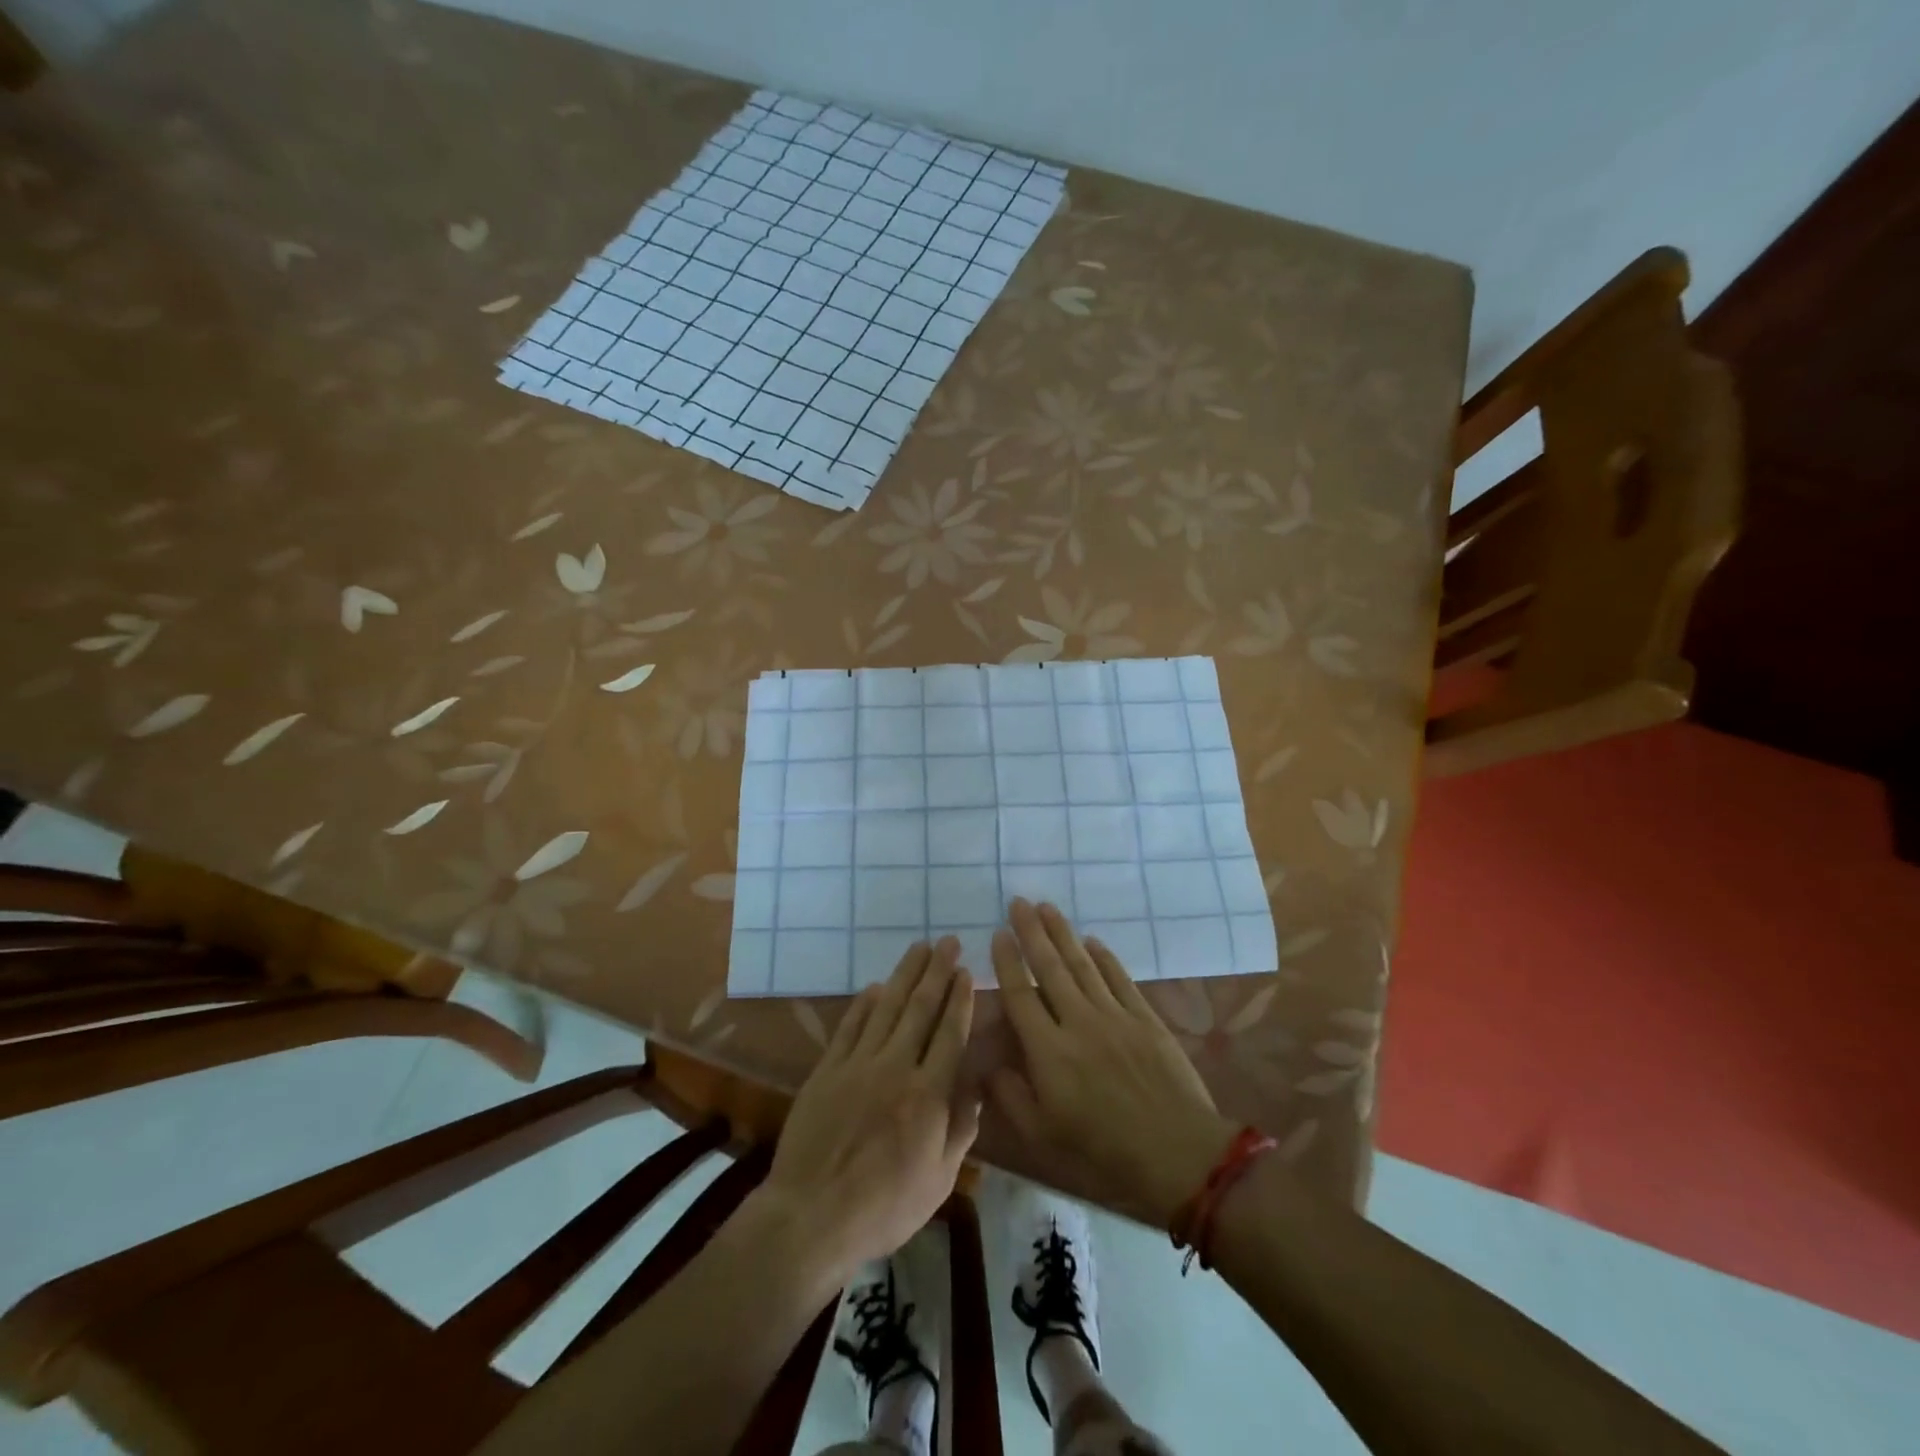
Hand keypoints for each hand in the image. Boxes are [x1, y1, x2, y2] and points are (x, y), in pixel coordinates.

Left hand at [754, 938, 978, 1283]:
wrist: (811, 1216)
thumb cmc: (884, 1207)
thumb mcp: (938, 1180)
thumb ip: (960, 1129)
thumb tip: (976, 1087)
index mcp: (928, 1095)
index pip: (949, 1034)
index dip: (959, 999)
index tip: (966, 971)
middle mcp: (896, 1068)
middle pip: (920, 1009)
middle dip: (936, 971)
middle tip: (947, 941)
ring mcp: (858, 1064)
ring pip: (887, 1007)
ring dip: (905, 974)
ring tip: (919, 948)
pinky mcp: (828, 1069)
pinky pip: (850, 1026)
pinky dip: (864, 1002)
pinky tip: (876, 986)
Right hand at [988, 899, 1236, 1227]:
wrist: (1177, 1152)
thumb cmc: (1103, 1149)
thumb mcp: (1043, 1135)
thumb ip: (1010, 1097)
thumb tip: (988, 1065)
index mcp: (1048, 1051)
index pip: (1020, 995)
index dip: (1007, 962)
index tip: (997, 934)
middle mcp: (1078, 1022)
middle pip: (1050, 968)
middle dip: (1031, 932)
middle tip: (1019, 902)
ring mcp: (1114, 1016)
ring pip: (1082, 964)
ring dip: (1063, 934)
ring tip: (1047, 907)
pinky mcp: (1144, 1018)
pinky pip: (1119, 978)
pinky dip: (1104, 957)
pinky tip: (1092, 941)